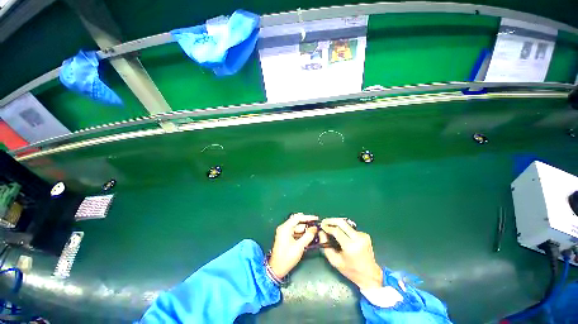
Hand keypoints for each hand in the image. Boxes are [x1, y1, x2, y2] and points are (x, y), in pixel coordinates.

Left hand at [269, 213, 318, 277]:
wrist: (276, 269)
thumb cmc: (287, 257)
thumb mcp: (299, 247)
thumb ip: (308, 236)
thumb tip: (315, 229)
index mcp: (285, 228)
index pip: (297, 218)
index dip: (307, 217)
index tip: (316, 218)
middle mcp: (284, 228)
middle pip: (297, 222)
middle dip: (307, 224)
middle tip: (316, 226)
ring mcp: (284, 233)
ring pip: (297, 227)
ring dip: (305, 229)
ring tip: (315, 232)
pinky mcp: (285, 237)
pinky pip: (295, 232)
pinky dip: (302, 234)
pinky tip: (309, 236)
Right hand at [319, 218, 382, 289]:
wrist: (370, 275)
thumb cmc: (351, 270)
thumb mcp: (335, 261)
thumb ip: (326, 246)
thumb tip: (321, 233)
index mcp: (351, 247)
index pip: (337, 231)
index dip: (327, 227)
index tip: (321, 226)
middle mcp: (358, 239)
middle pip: (342, 223)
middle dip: (331, 220)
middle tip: (324, 222)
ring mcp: (363, 236)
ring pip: (346, 224)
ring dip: (337, 225)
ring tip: (331, 228)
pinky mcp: (365, 235)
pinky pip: (351, 229)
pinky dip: (344, 230)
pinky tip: (342, 235)